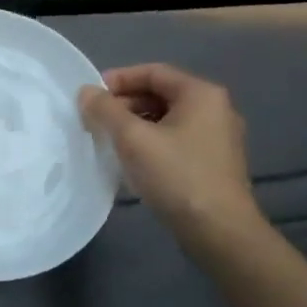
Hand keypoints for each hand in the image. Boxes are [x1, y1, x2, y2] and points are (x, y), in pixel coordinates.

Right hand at [78, 64, 261, 242]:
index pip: (153, 72)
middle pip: (160, 94)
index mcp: (201, 94)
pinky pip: (175, 140)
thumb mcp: (133, 138)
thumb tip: (86, 92)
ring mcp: (218, 138)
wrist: (221, 234)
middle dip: (125, 103)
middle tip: (96, 120)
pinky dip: (150, 142)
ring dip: (135, 124)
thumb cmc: (177, 176)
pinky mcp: (214, 164)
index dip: (118, 79)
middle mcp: (215, 109)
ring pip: (167, 119)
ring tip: (108, 140)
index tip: (91, 96)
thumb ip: (105, 110)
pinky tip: (131, 161)